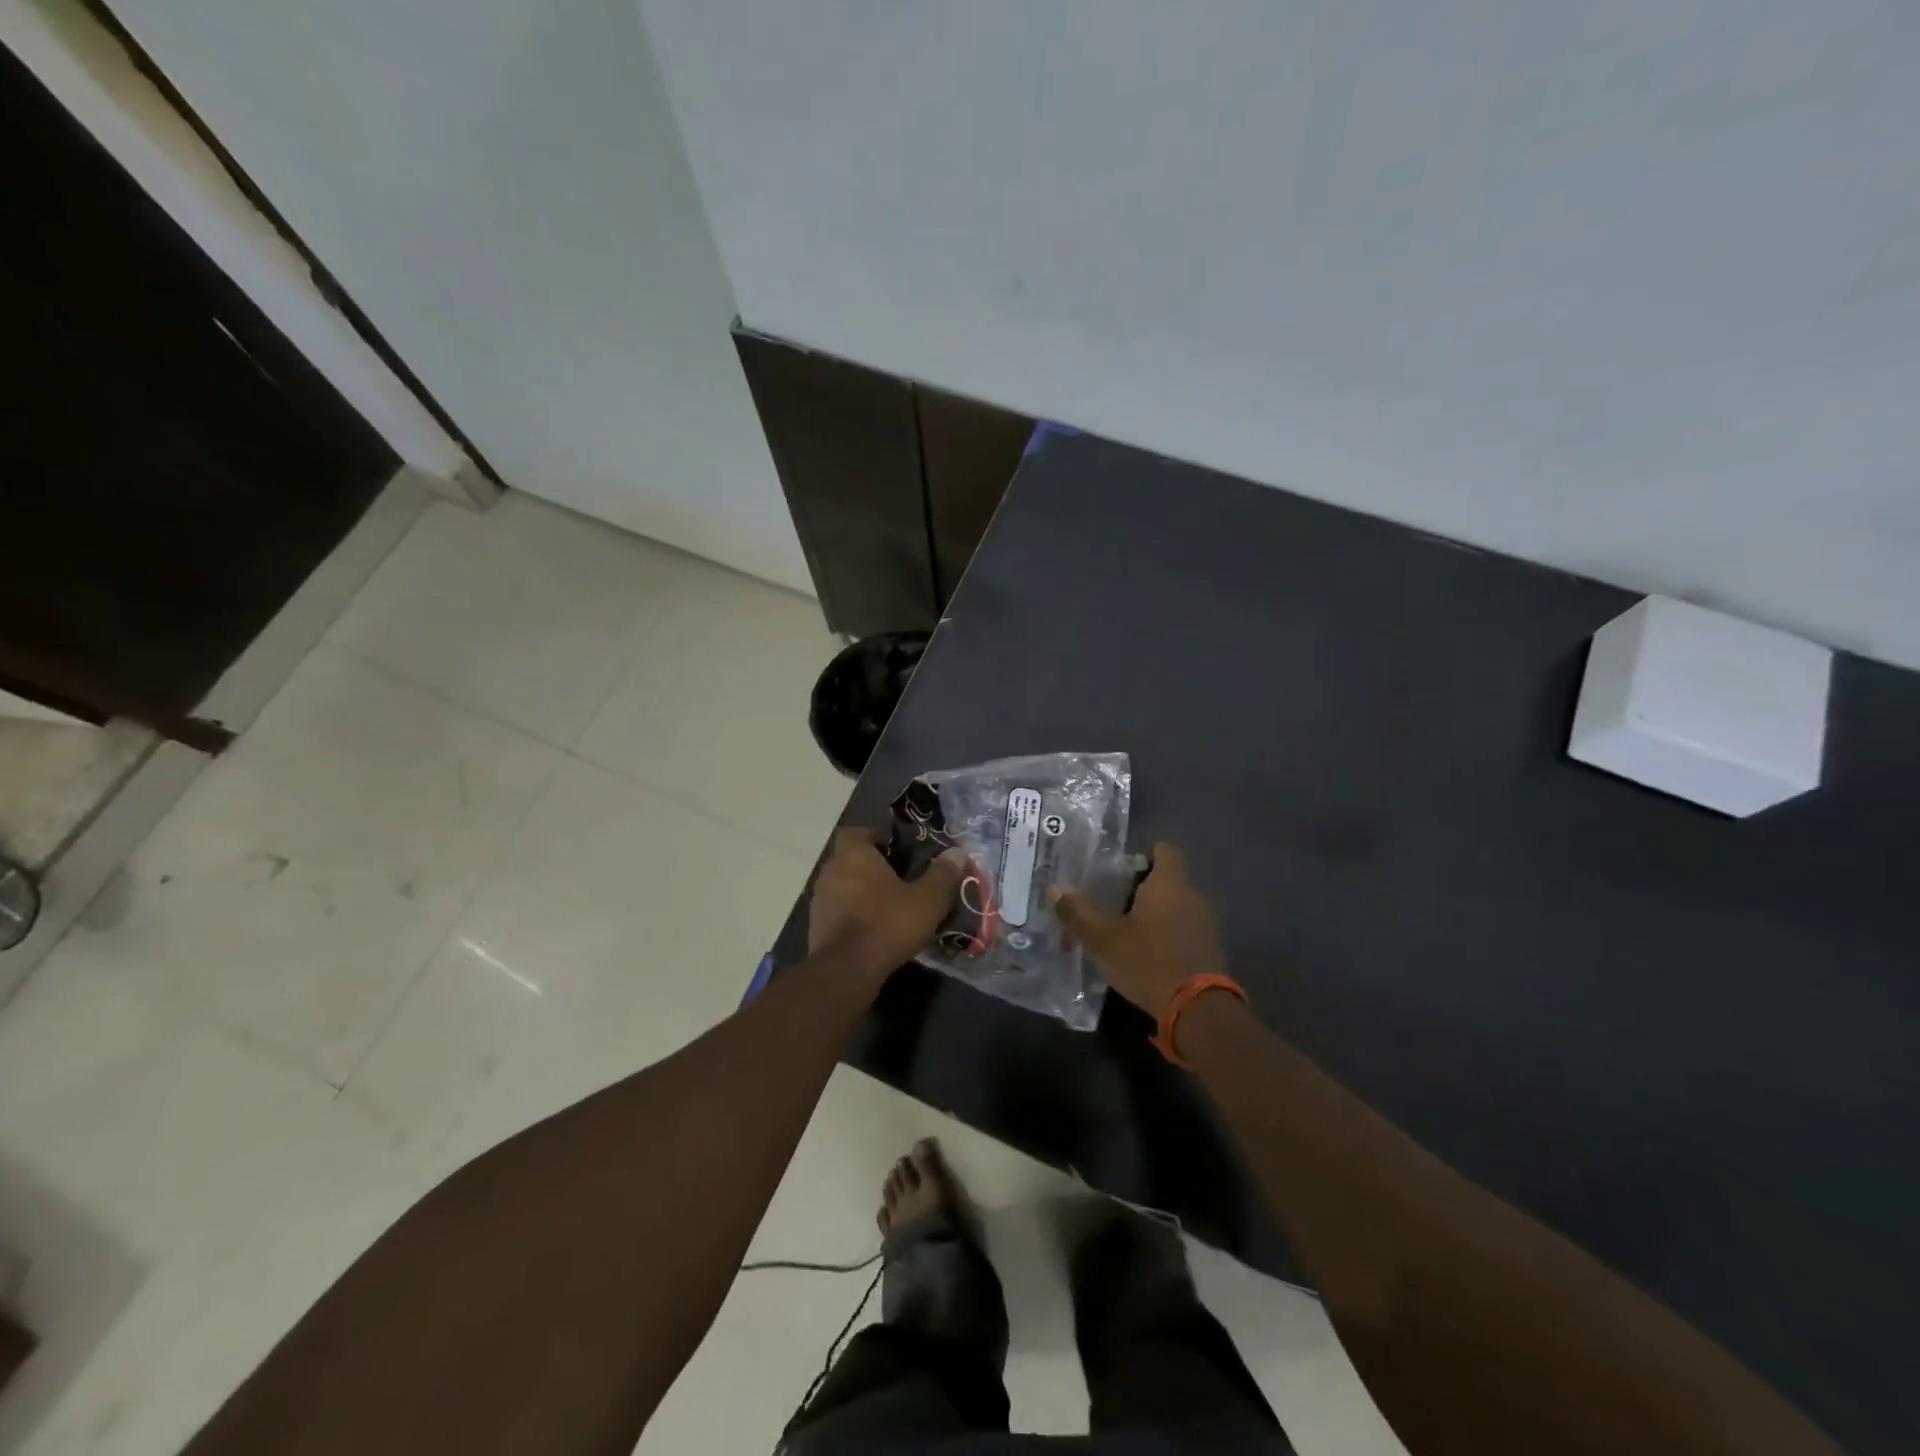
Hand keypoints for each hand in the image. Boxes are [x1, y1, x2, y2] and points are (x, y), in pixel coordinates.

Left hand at [809, 828, 964, 981]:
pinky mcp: (816, 928)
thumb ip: (943, 874)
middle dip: (870, 867)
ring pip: (842, 887)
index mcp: (853, 855)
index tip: (895, 850)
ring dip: (860, 894)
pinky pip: (837, 913)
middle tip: (898, 879)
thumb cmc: (888, 923)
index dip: (874, 837)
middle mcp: (830, 871)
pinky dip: (852, 917)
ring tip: (888, 907)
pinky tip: (874, 931)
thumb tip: (958, 853)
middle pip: (848, 860)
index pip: (855, 832)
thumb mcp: (927, 899)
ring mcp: (819, 901)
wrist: (847, 970)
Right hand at [1051, 843, 1224, 1017]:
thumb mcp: (1103, 940)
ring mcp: (1207, 925)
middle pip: (1169, 880)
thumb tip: (1055, 889)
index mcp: (1169, 884)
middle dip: (1144, 889)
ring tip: (1128, 932)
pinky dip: (1169, 937)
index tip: (1123, 869)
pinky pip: (1187, 931)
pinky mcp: (1212, 951)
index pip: (1166, 850)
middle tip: (1113, 903)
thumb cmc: (1148, 962)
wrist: (1198, 1011)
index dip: (1146, 854)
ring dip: (1157, 915)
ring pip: (1178, 907)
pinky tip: (1148, 956)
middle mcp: (1193, 897)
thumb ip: (1078, 913)